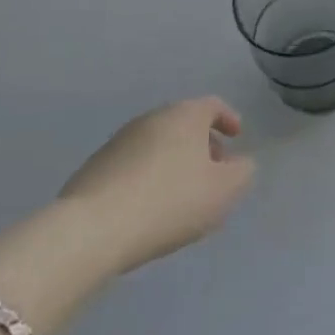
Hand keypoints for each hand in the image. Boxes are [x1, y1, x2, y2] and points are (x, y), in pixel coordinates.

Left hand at [58, 96, 256, 270]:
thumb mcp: (224, 191)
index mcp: (185, 115)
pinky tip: (150, 206)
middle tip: (213, 170)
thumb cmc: (170, 201)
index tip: (237, 136)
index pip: (212, 105)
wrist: (92, 229)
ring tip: (182, 193)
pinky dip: (148, 176)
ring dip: (174, 161)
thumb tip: (239, 164)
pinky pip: (133, 164)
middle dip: (202, 143)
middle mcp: (151, 118)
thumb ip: (242, 172)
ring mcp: (119, 141)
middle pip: (184, 123)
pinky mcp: (94, 167)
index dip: (228, 119)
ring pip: (157, 144)